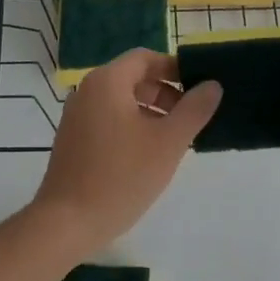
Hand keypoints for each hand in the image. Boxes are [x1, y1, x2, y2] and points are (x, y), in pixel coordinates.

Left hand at [33, 49, 222, 250]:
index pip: (145, 58)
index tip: (200, 89)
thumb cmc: (121, 176)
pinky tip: (148, 155)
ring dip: (151, 112)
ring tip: (175, 140)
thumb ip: (194, 110)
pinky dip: (131, 126)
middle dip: (166, 93)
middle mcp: (87, 91)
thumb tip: (212, 85)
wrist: (67, 222)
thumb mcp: (168, 142)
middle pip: (133, 78)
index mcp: (107, 82)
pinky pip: (108, 120)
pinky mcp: (73, 139)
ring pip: (121, 101)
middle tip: (191, 118)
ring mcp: (76, 116)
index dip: (175, 68)